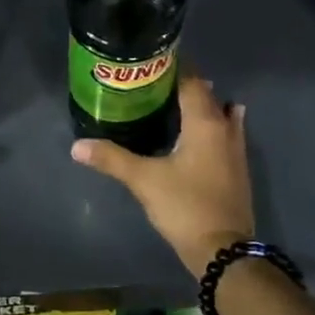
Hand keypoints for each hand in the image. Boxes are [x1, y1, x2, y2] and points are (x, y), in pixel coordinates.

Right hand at [69, 69, 254, 277]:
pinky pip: (226, 134)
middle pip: (207, 96)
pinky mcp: (237, 169)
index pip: (192, 81)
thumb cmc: (185, 206)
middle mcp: (225, 129)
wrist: (224, 250)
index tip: (150, 64)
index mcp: (205, 122)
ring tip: (173, 104)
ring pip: (220, 115)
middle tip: (152, 85)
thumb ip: (112, 159)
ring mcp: (236, 150)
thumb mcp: (144, 180)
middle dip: (183, 86)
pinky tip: (199, 134)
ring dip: (201, 106)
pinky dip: (212, 127)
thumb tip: (77, 146)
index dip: (173, 69)